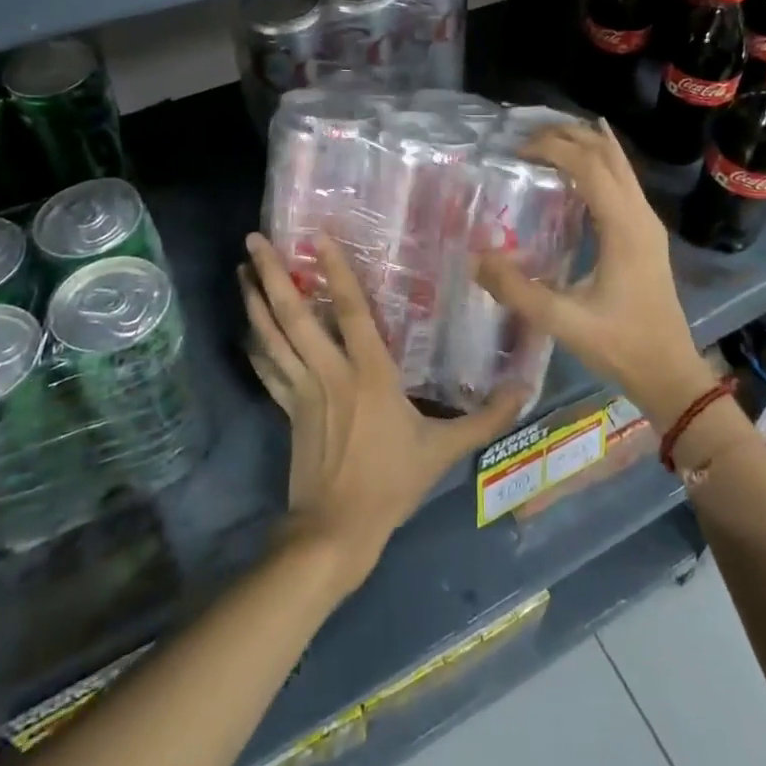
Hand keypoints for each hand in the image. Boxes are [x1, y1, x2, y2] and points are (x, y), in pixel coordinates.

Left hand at [240, 233, 526, 591]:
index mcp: (370, 373)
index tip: (316, 235)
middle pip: (295, 315)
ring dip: (254, 301)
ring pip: (272, 337)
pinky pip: (267, 370)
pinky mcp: (287, 410)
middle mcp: (330, 372)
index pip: (350, 310)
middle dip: (272, 275)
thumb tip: (524, 389)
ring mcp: (303, 390)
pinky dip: (255, 345)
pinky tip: (245, 327)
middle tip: (254, 238)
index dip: (334, 271)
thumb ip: (485, 418)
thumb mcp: (444, 450)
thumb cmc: (392, 483)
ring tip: (241, 268)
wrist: (337, 530)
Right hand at [475, 119, 716, 429]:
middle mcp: (640, 215)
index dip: (554, 149)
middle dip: (569, 137)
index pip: (591, 167)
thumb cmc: (621, 346)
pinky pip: (624, 182)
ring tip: (548, 139)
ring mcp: (647, 223)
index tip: (518, 150)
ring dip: (586, 146)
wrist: (670, 372)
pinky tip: (586, 160)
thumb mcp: (564, 322)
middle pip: (608, 155)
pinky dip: (601, 163)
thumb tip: (476, 259)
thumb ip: (518, 291)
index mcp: (624, 228)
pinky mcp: (646, 234)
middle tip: (527, 137)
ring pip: (619, 165)